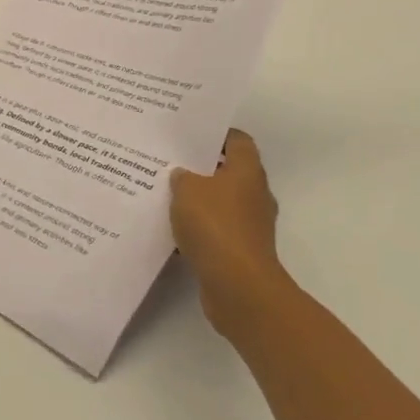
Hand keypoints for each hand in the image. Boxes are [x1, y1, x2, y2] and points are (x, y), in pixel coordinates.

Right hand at [169, 129, 284, 334]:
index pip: (237, 140)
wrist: (237, 286)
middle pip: (228, 171)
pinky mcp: (240, 250)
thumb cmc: (215, 225)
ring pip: (220, 201)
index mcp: (248, 171)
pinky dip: (198, 227)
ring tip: (165, 193)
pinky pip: (216, 229)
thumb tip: (182, 175)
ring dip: (198, 199)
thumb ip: (181, 177)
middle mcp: (254, 194)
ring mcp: (250, 224)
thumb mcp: (187, 189)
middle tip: (170, 161)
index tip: (188, 133)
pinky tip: (172, 227)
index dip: (215, 134)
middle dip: (200, 167)